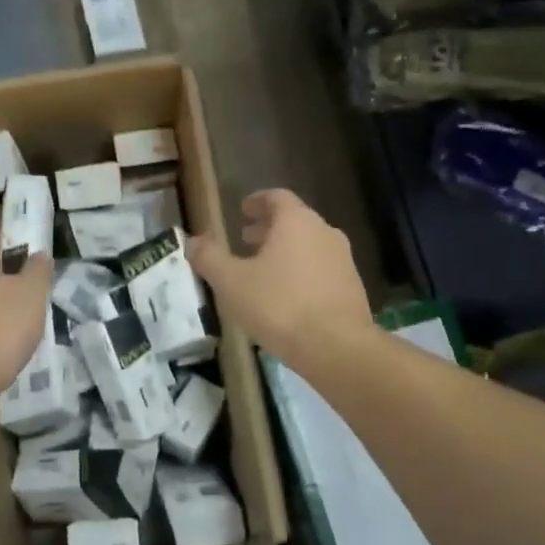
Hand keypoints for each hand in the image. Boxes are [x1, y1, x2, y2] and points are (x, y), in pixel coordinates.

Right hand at [187, 189, 373, 364]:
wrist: (336, 346)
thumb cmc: (278, 306)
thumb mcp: (231, 283)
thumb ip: (209, 258)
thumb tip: (192, 241)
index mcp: (297, 221)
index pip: (277, 197)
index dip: (257, 202)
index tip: (242, 211)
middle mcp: (325, 232)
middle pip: (294, 221)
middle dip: (269, 229)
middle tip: (246, 241)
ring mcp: (343, 260)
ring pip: (309, 246)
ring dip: (285, 252)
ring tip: (263, 272)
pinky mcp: (352, 287)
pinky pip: (321, 270)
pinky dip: (301, 272)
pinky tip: (287, 298)